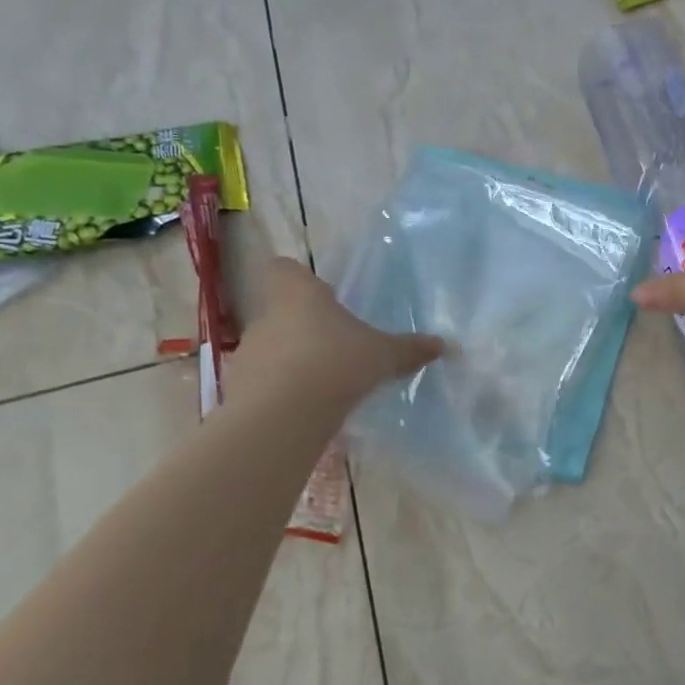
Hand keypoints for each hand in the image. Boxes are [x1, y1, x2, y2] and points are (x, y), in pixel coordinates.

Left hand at [230, 258, 441, 408]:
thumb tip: (443, 344)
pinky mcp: (240, 388)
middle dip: (306, 327)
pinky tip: (309, 408)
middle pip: (281, 311)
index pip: (285, 269)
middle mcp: (267, 316)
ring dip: (294, 360)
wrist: (282, 415)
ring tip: (326, 383)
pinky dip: (283, 391)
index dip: (301, 279)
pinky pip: (265, 382)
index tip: (324, 295)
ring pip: (273, 347)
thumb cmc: (336, 363)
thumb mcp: (383, 355)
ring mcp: (249, 353)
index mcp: (299, 294)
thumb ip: (410, 348)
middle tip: (337, 345)